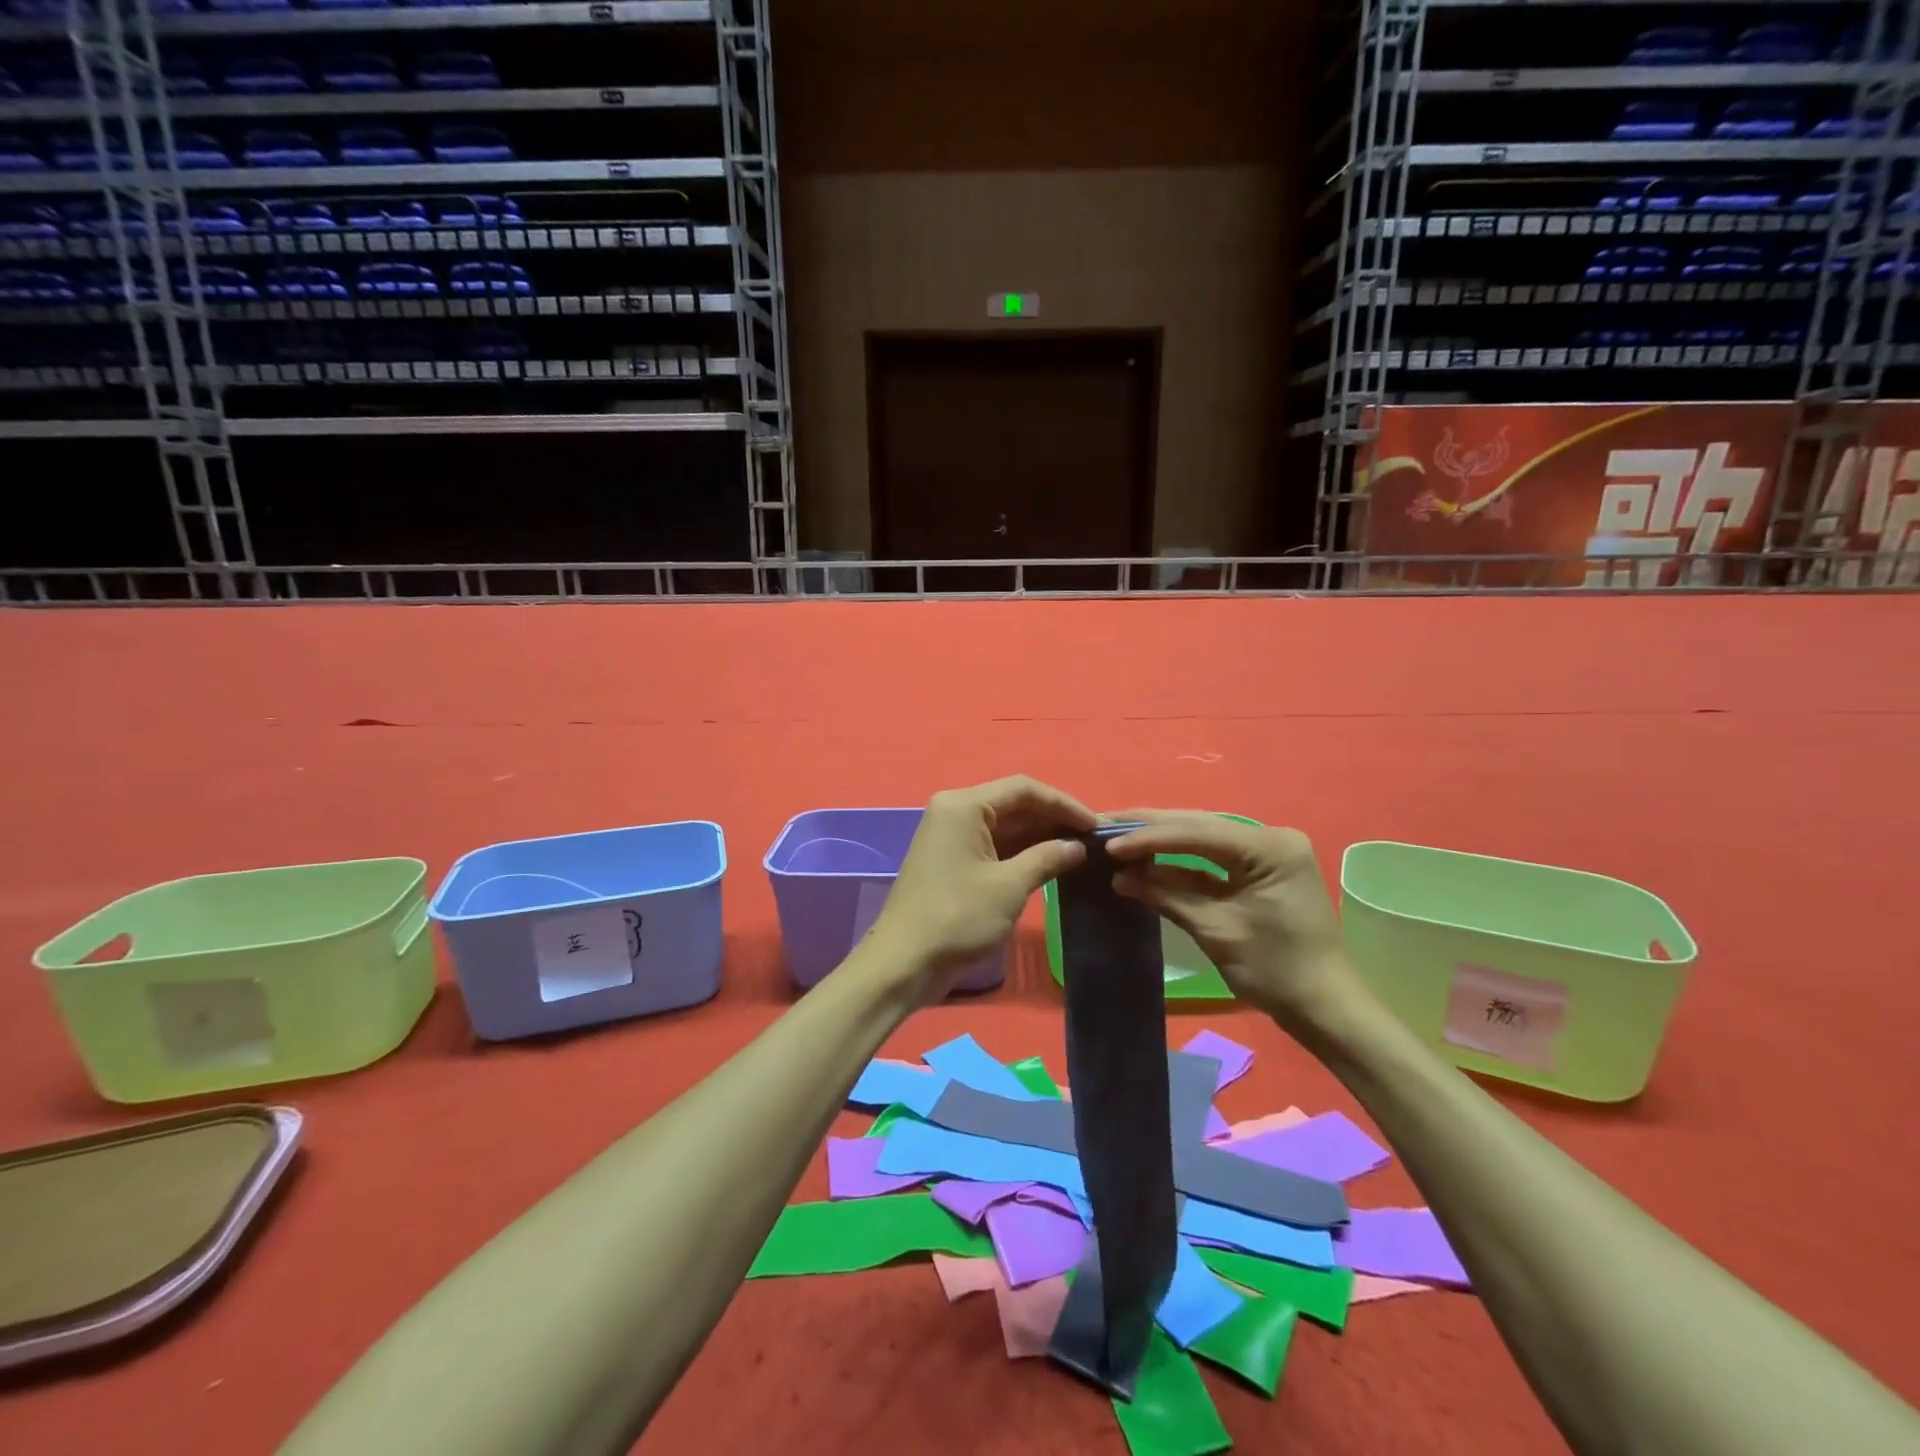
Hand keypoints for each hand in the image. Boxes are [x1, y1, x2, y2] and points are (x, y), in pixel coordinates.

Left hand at [866, 776, 1095, 997]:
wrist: (904, 962)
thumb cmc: (958, 917)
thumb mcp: (1010, 886)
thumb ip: (1047, 858)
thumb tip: (1077, 846)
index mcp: (964, 805)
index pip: (1024, 789)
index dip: (1064, 804)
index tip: (1097, 826)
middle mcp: (956, 811)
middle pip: (1014, 804)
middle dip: (1053, 820)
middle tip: (1094, 840)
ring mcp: (952, 836)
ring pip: (1006, 826)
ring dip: (1041, 837)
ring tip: (1080, 851)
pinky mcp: (953, 860)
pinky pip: (994, 845)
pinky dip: (1022, 852)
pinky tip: (1052, 863)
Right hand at [1105, 812, 1367, 1033]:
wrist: (1324, 1007)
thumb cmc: (1275, 970)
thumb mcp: (1216, 930)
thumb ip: (1167, 895)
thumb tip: (1119, 877)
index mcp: (1270, 847)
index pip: (1197, 832)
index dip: (1148, 838)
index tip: (1106, 845)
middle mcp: (1270, 838)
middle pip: (1198, 826)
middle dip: (1149, 829)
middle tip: (1102, 828)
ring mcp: (1265, 853)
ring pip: (1201, 838)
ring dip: (1159, 842)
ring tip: (1115, 838)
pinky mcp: (1258, 869)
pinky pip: (1211, 858)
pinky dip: (1178, 862)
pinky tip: (1144, 861)